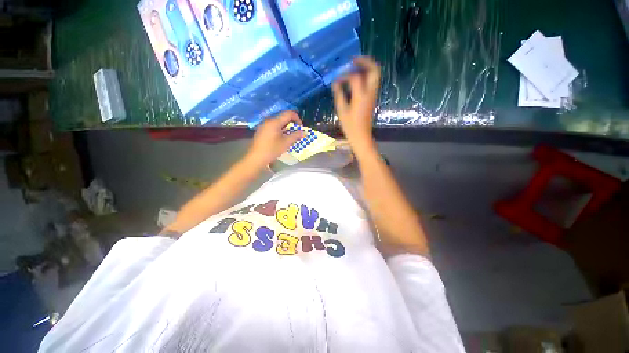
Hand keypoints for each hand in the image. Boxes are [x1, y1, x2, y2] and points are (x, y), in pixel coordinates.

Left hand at [247, 111, 303, 166]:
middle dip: (292, 123)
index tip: (300, 127)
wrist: (256, 158)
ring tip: (290, 136)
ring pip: (278, 122)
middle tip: (296, 132)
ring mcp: (264, 125)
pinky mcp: (262, 130)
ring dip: (286, 127)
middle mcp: (269, 120)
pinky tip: (281, 138)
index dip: (297, 118)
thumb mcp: (286, 143)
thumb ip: (296, 136)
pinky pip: (273, 126)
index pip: (289, 113)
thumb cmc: (272, 150)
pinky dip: (280, 129)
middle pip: (283, 117)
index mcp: (274, 121)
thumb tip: (304, 132)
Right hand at [332, 56, 380, 151]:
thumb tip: (335, 83)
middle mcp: (370, 92)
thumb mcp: (341, 111)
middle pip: (374, 70)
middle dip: (364, 61)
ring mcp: (373, 95)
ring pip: (375, 74)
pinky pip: (372, 82)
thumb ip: (339, 94)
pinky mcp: (373, 98)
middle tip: (353, 60)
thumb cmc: (350, 126)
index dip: (345, 75)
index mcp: (361, 96)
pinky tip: (355, 79)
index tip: (337, 80)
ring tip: (353, 67)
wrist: (361, 136)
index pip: (355, 77)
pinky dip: (365, 76)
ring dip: (366, 68)